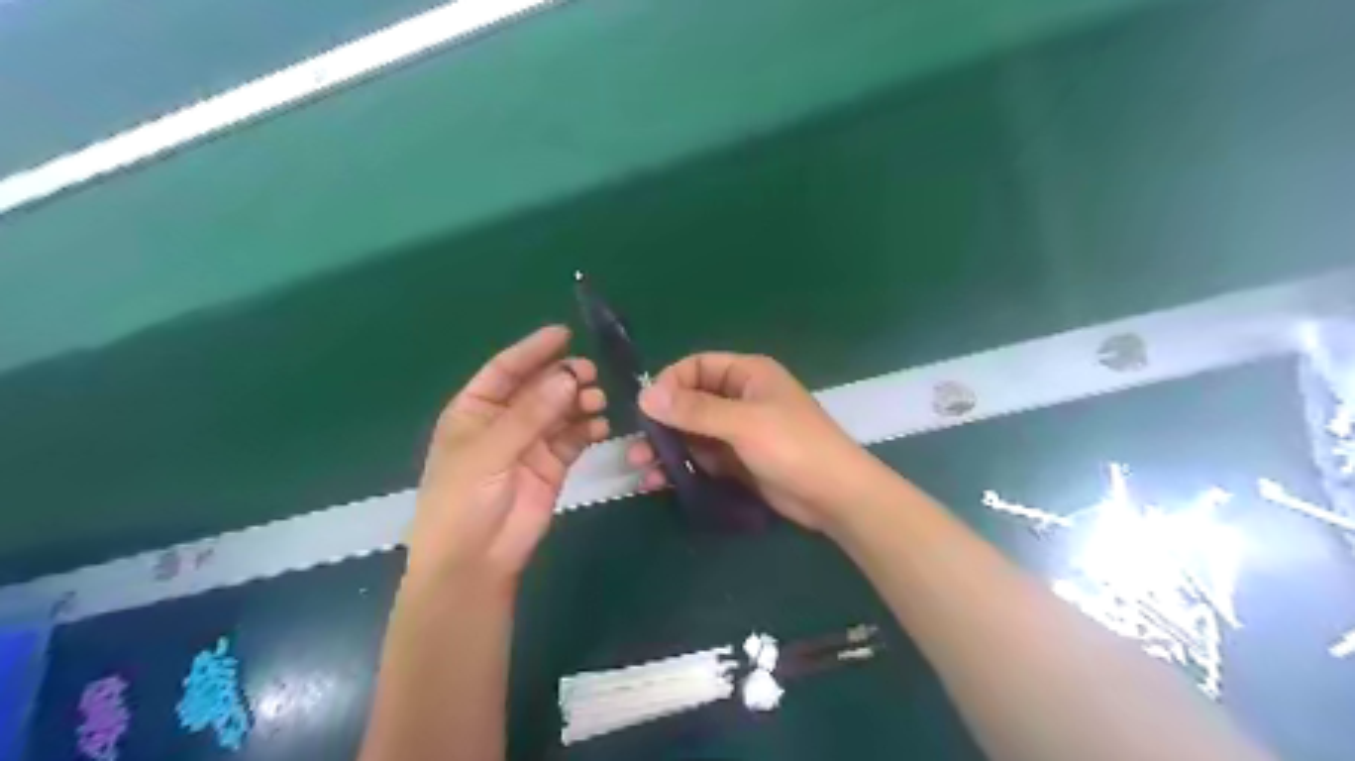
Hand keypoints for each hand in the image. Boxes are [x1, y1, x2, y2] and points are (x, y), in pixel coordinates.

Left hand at [407, 324, 607, 588]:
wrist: (475, 560)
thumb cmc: (463, 499)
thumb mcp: (489, 451)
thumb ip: (529, 414)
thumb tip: (569, 377)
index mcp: (475, 410)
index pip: (506, 370)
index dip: (532, 350)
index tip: (564, 334)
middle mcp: (504, 421)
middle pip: (538, 387)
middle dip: (563, 377)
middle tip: (589, 373)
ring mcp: (530, 443)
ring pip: (560, 411)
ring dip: (580, 401)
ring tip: (597, 400)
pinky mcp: (553, 465)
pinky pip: (574, 438)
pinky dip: (589, 429)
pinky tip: (601, 426)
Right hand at [634, 350, 891, 528]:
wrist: (835, 496)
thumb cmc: (793, 447)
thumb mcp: (743, 423)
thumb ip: (695, 410)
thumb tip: (645, 396)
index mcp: (747, 375)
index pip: (696, 367)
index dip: (669, 384)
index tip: (645, 409)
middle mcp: (740, 398)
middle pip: (690, 402)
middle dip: (662, 422)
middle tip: (636, 446)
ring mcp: (739, 431)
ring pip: (693, 433)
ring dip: (667, 447)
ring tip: (641, 467)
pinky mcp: (739, 461)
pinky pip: (703, 457)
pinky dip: (682, 466)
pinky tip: (659, 481)